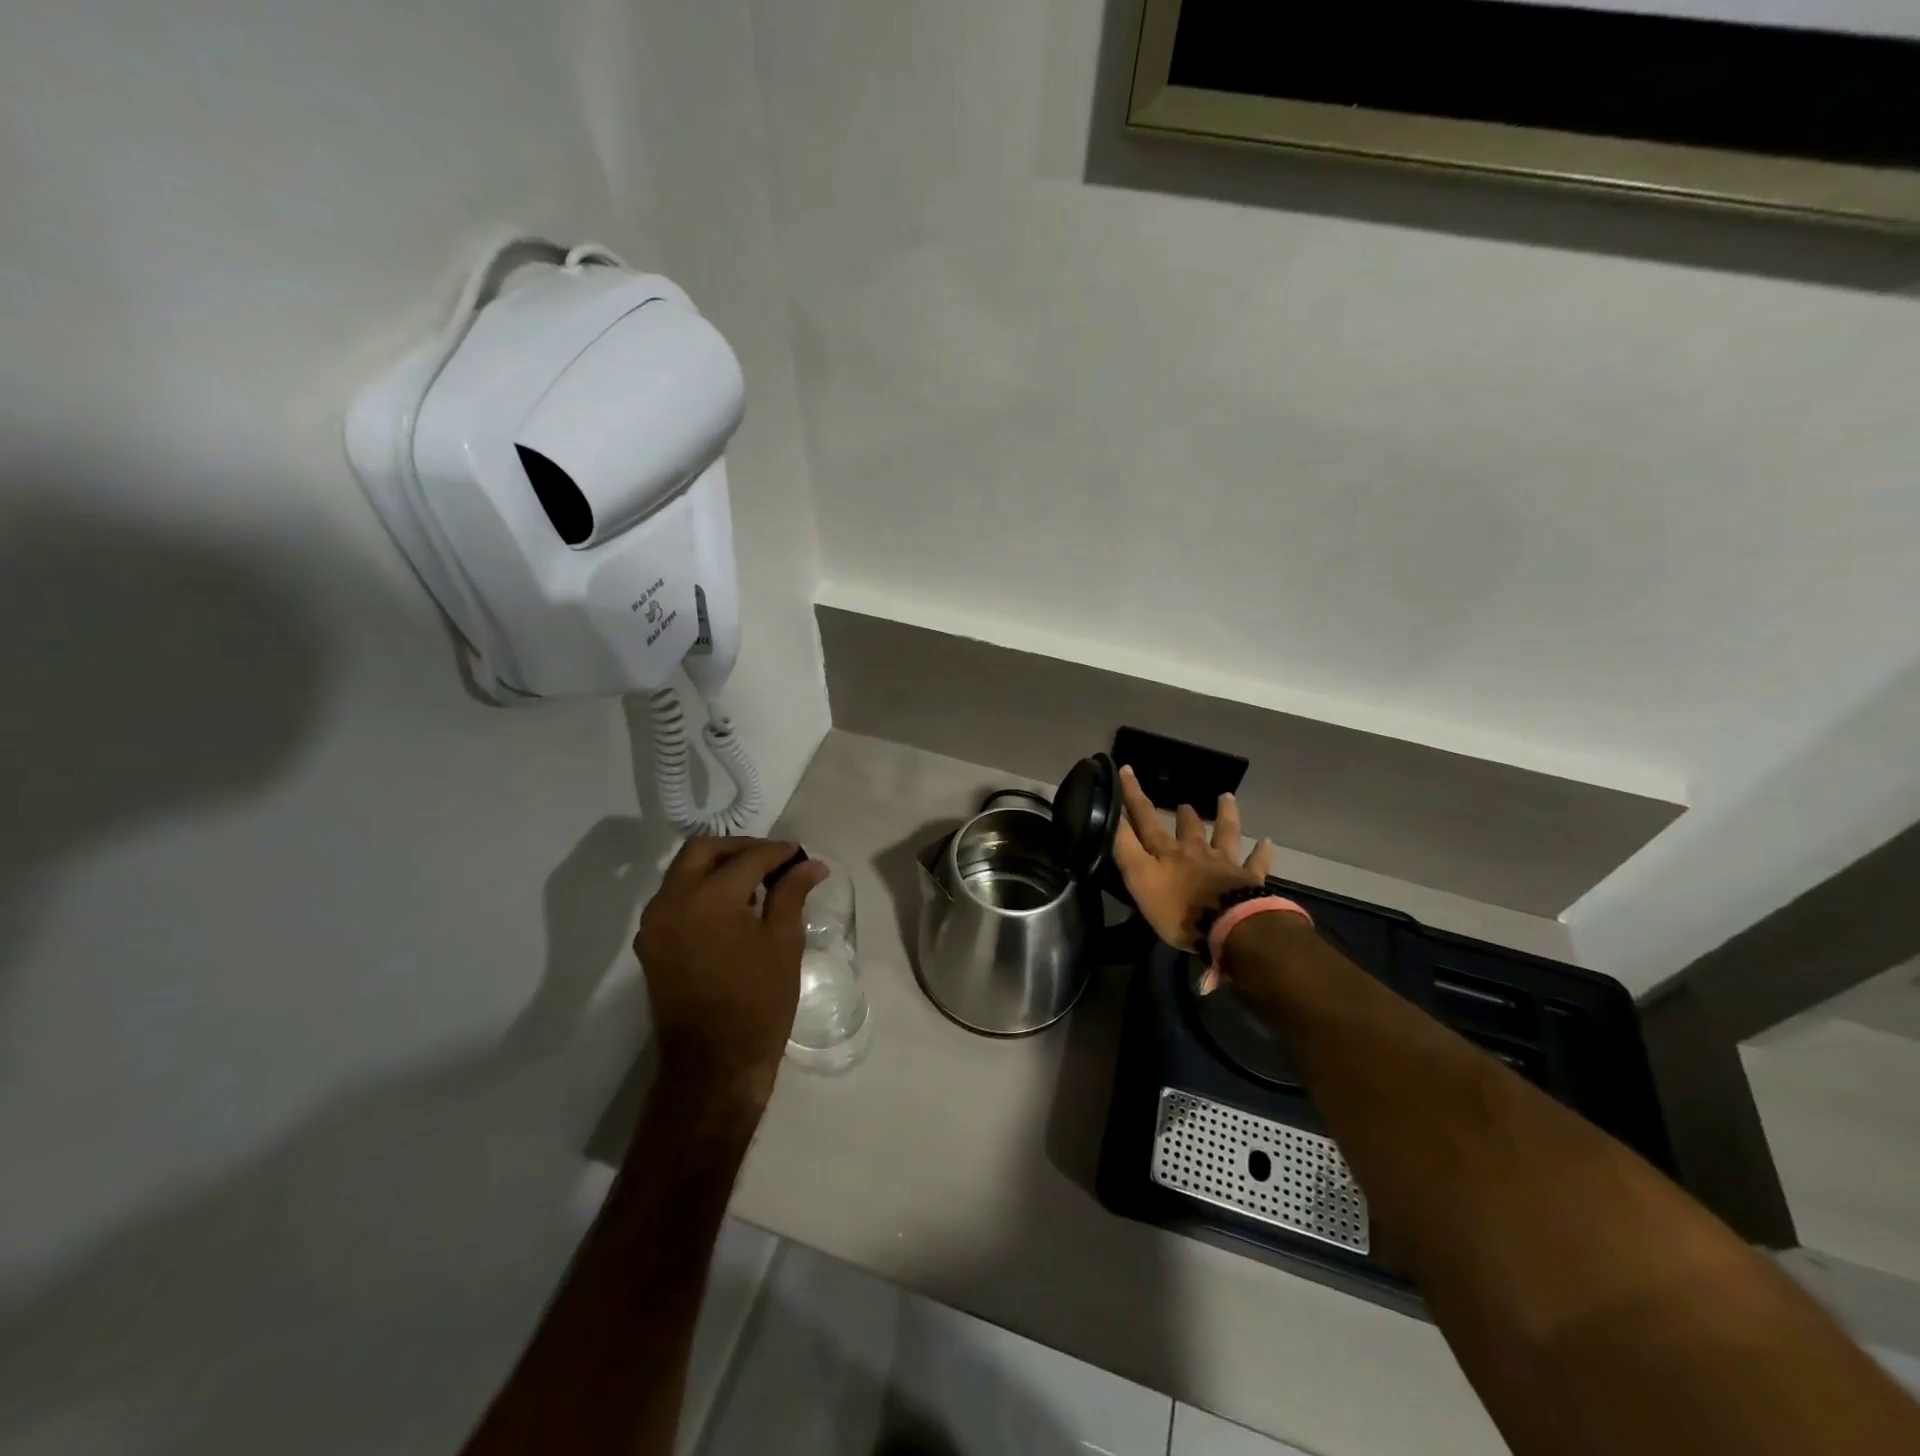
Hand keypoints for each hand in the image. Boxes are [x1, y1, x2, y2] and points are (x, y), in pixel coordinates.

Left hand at [635, 837, 829, 1111]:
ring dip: (717, 867)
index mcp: (709, 898)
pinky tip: (730, 906)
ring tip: (755, 882)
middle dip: (740, 849)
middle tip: (773, 860)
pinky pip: (675, 899)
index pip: (747, 858)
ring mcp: (655, 923)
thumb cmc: (758, 1002)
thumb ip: (791, 893)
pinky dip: (701, 890)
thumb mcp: (784, 942)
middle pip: (703, 851)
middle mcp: (673, 901)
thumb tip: (811, 864)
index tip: (800, 854)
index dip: (778, 852)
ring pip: (683, 872)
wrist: (713, 1065)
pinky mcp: (650, 944)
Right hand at [1112, 765, 1272, 956]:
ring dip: (1225, 815)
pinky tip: (1266, 841)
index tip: (1126, 770)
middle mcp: (1195, 851)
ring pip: (1225, 834)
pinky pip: (1257, 863)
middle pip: (1188, 828)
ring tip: (1226, 797)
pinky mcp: (1249, 881)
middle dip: (1182, 815)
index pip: (1145, 818)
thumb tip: (1110, 816)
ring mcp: (1225, 864)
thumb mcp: (1139, 878)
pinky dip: (1261, 852)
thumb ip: (1125, 848)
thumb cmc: (1178, 908)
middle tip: (1182, 804)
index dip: (1133, 795)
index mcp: (1167, 852)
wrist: (1228, 925)